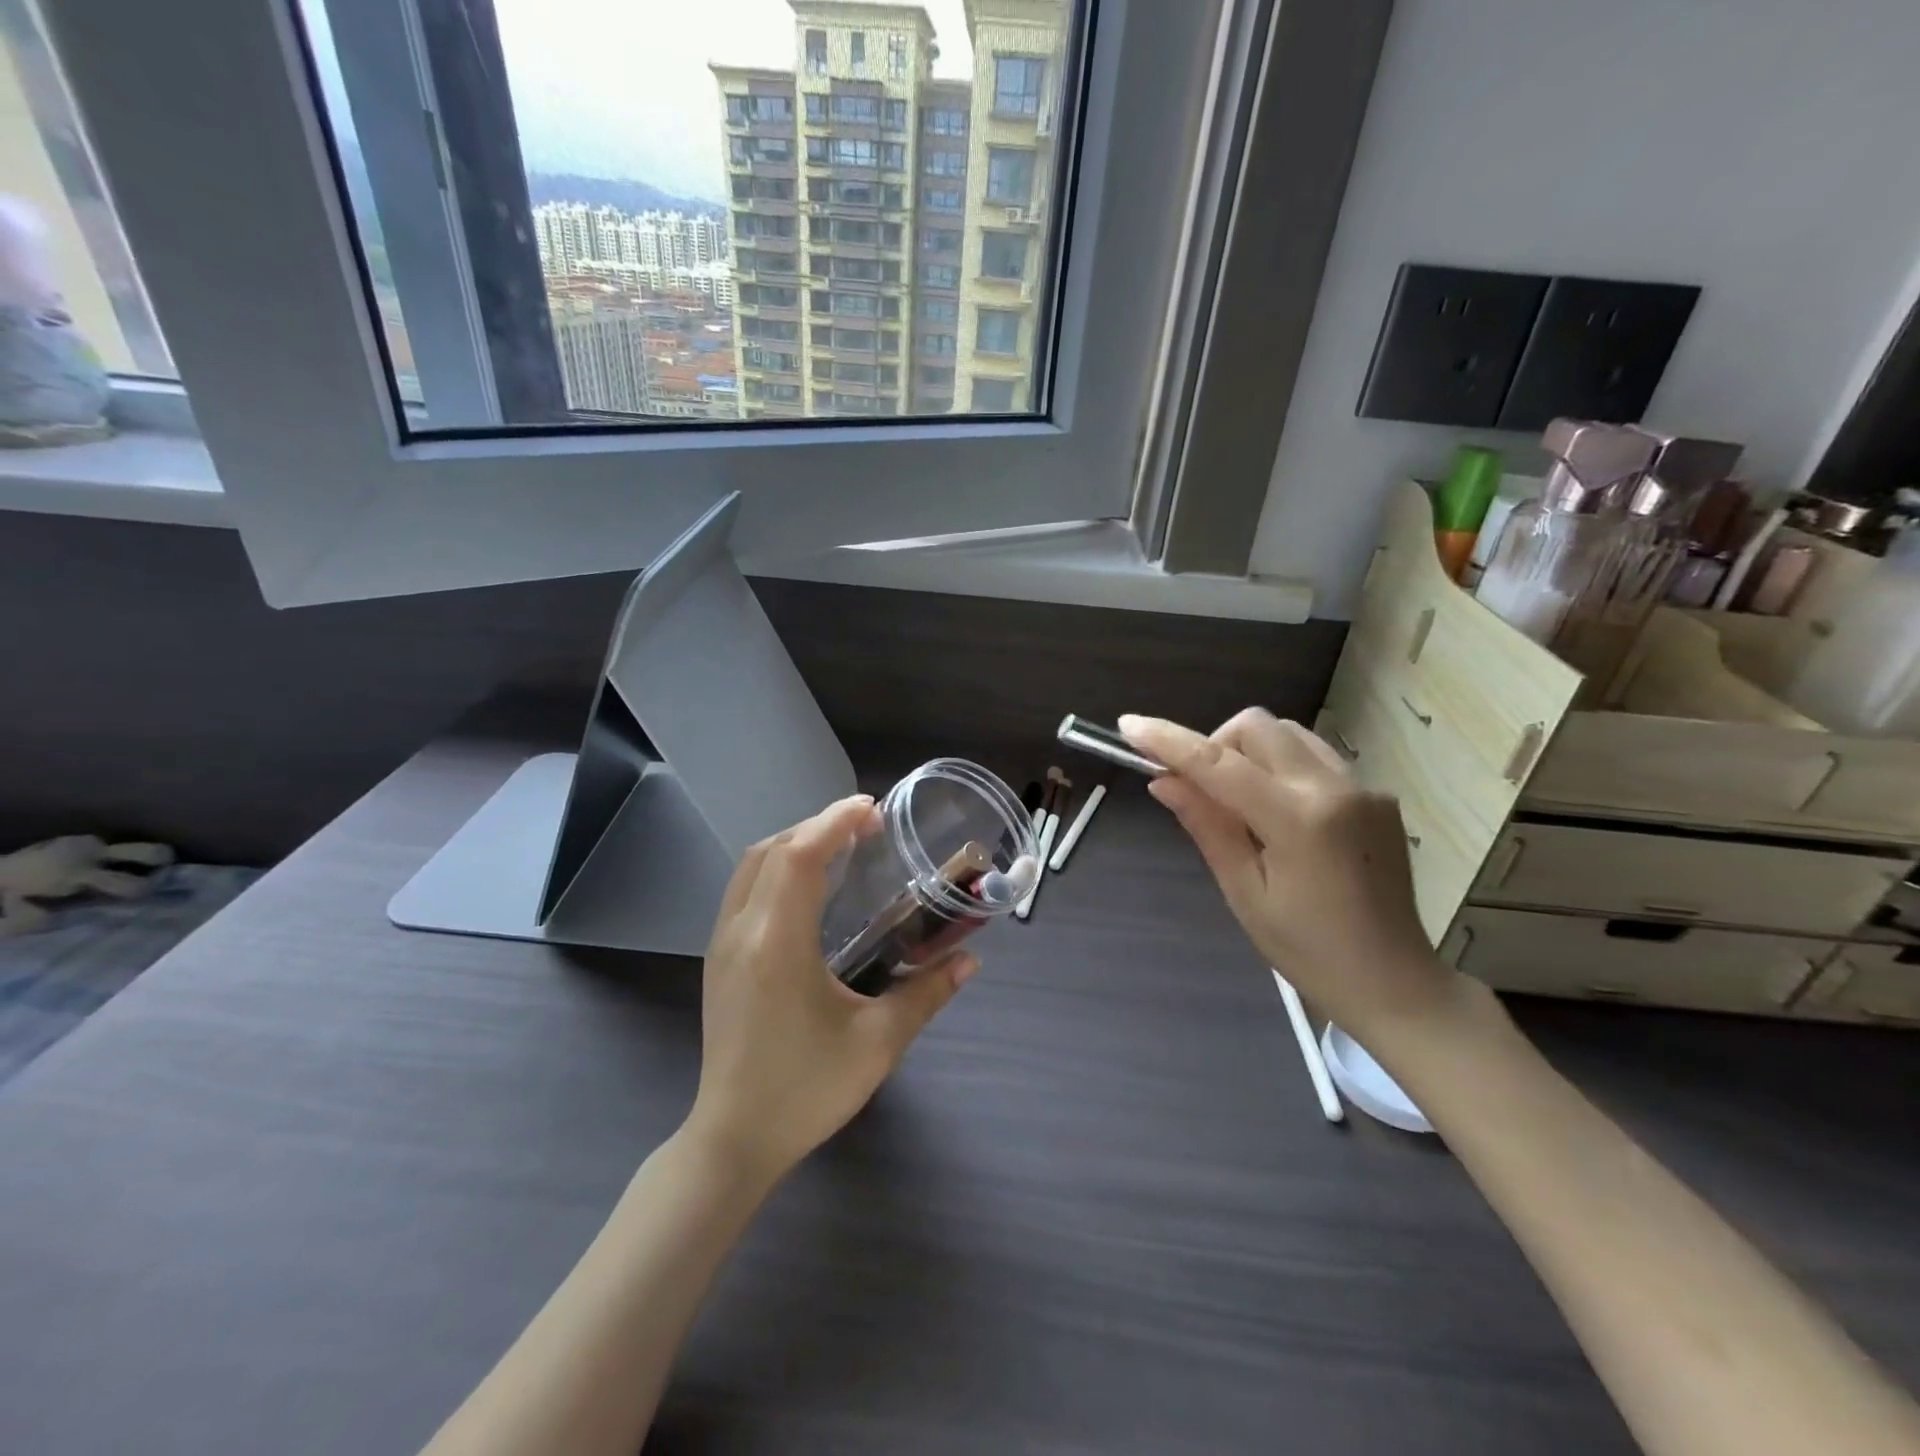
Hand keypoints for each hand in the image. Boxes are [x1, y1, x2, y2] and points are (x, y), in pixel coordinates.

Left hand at [686, 795, 978, 1184]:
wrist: (733, 1139)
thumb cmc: (806, 1090)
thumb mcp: (878, 1043)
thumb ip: (927, 994)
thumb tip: (970, 962)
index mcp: (778, 941)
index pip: (800, 854)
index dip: (835, 821)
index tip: (873, 809)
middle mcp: (742, 930)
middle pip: (773, 849)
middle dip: (819, 824)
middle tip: (866, 825)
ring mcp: (722, 944)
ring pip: (752, 866)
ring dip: (794, 843)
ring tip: (839, 846)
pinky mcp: (718, 959)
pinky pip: (744, 890)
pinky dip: (776, 868)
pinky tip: (808, 888)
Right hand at [1121, 709, 1472, 1046]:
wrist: (1396, 982)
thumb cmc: (1308, 951)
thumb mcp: (1244, 892)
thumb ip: (1207, 826)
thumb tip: (1164, 780)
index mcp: (1298, 820)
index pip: (1219, 763)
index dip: (1169, 740)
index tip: (1129, 725)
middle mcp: (1334, 788)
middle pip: (1257, 727)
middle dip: (1216, 744)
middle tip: (1199, 790)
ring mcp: (1362, 787)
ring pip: (1288, 734)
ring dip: (1249, 752)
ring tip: (1240, 805)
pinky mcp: (1377, 795)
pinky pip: (1314, 758)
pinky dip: (1281, 768)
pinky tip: (1280, 815)